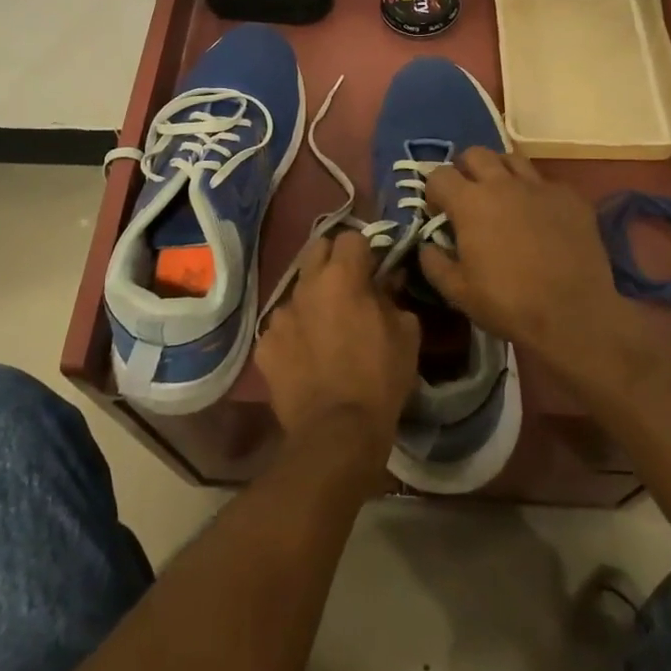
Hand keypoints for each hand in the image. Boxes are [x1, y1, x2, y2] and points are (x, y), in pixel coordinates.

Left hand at [256, 230, 419, 461]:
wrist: (337, 433)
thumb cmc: (380, 378)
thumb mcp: (406, 333)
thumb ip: (394, 296)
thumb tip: (388, 280)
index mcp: (342, 276)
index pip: (351, 237)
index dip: (365, 252)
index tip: (374, 272)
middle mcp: (305, 285)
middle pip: (317, 250)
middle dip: (333, 261)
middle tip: (349, 288)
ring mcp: (280, 315)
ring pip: (298, 290)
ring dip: (313, 300)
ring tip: (325, 330)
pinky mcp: (264, 345)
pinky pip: (281, 327)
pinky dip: (295, 335)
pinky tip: (306, 358)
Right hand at [420, 149, 637, 380]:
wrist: (573, 314)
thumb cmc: (508, 303)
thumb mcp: (457, 292)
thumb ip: (434, 262)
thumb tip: (428, 245)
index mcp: (470, 202)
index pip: (439, 175)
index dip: (433, 191)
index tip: (439, 212)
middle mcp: (503, 184)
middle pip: (475, 154)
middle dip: (465, 170)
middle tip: (468, 196)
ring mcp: (540, 186)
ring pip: (512, 160)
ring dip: (500, 172)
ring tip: (503, 197)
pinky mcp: (571, 197)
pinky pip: (546, 182)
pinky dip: (536, 193)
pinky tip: (540, 216)